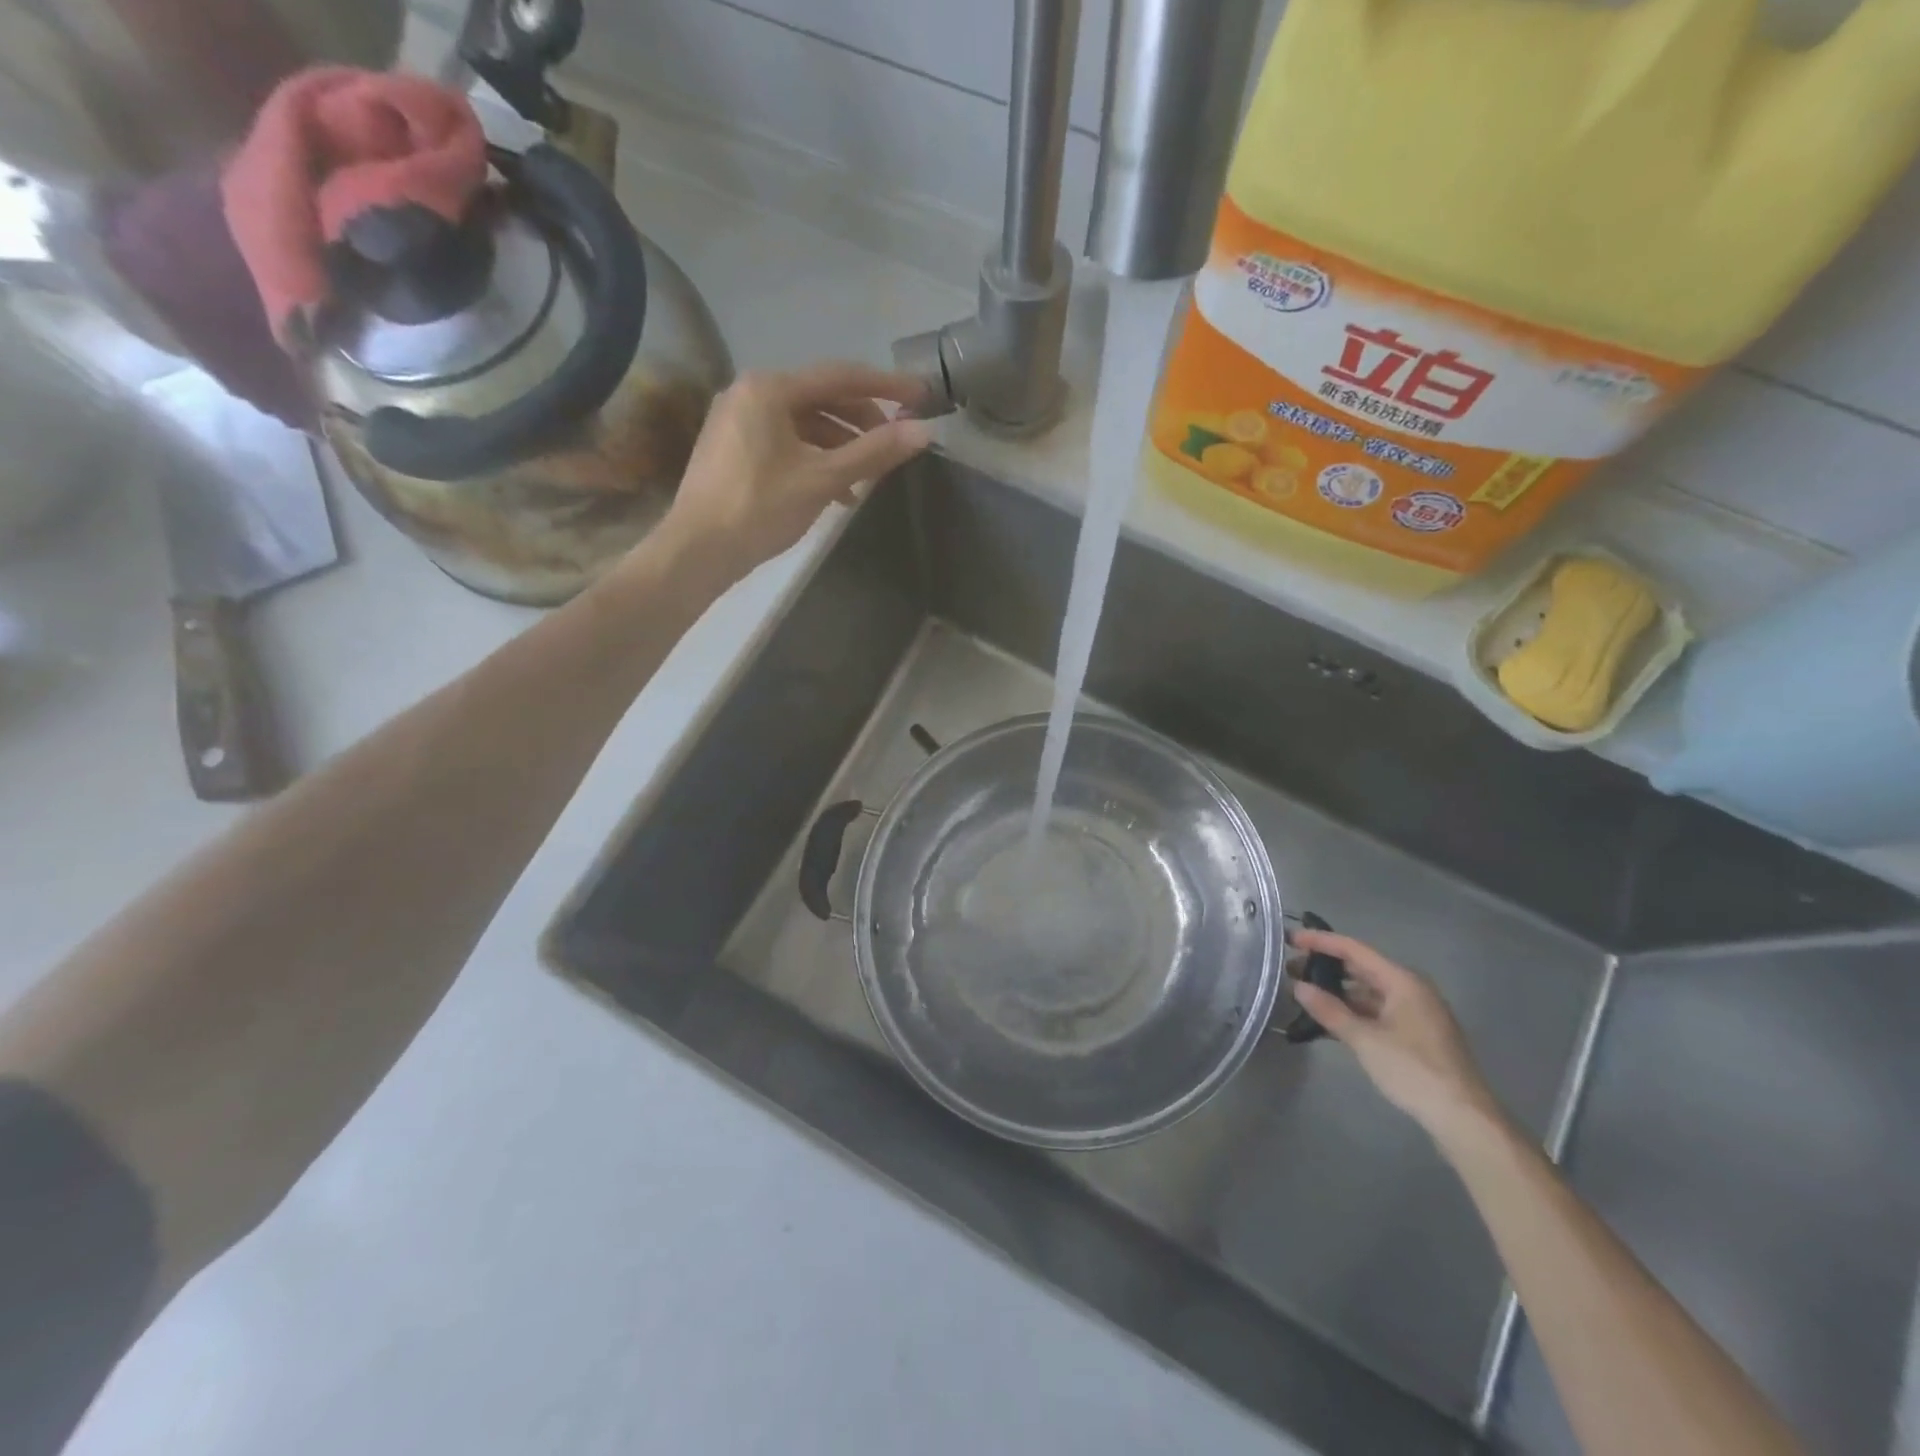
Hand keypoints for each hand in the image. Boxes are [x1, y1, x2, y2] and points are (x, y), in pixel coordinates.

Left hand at [655, 363, 933, 583]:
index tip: (921, 397)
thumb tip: (923, 432)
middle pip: (820, 398)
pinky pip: (785, 443)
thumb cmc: (760, 508)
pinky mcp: (733, 450)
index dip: (886, 386)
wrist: (697, 550)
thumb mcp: (823, 479)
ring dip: (840, 445)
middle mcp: (749, 393)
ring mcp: (737, 421)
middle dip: (862, 421)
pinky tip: (837, 491)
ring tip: (870, 475)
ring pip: (803, 424)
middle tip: (895, 442)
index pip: (840, 377)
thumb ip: (873, 452)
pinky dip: (815, 458)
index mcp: (769, 388)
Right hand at [1291, 931, 1505, 1142]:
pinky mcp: (1416, 1035)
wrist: (1464, 1118)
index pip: (1354, 949)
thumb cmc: (1413, 1070)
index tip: (1291, 939)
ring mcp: (1415, 1013)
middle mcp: (1411, 990)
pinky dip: (1353, 1011)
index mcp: (1402, 981)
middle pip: (1362, 968)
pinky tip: (1330, 1021)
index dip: (1320, 942)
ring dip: (1338, 991)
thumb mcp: (1365, 1039)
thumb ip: (1329, 1010)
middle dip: (1326, 967)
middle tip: (1290, 970)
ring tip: (1305, 995)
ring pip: (1369, 992)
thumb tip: (1299, 987)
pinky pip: (1377, 1011)